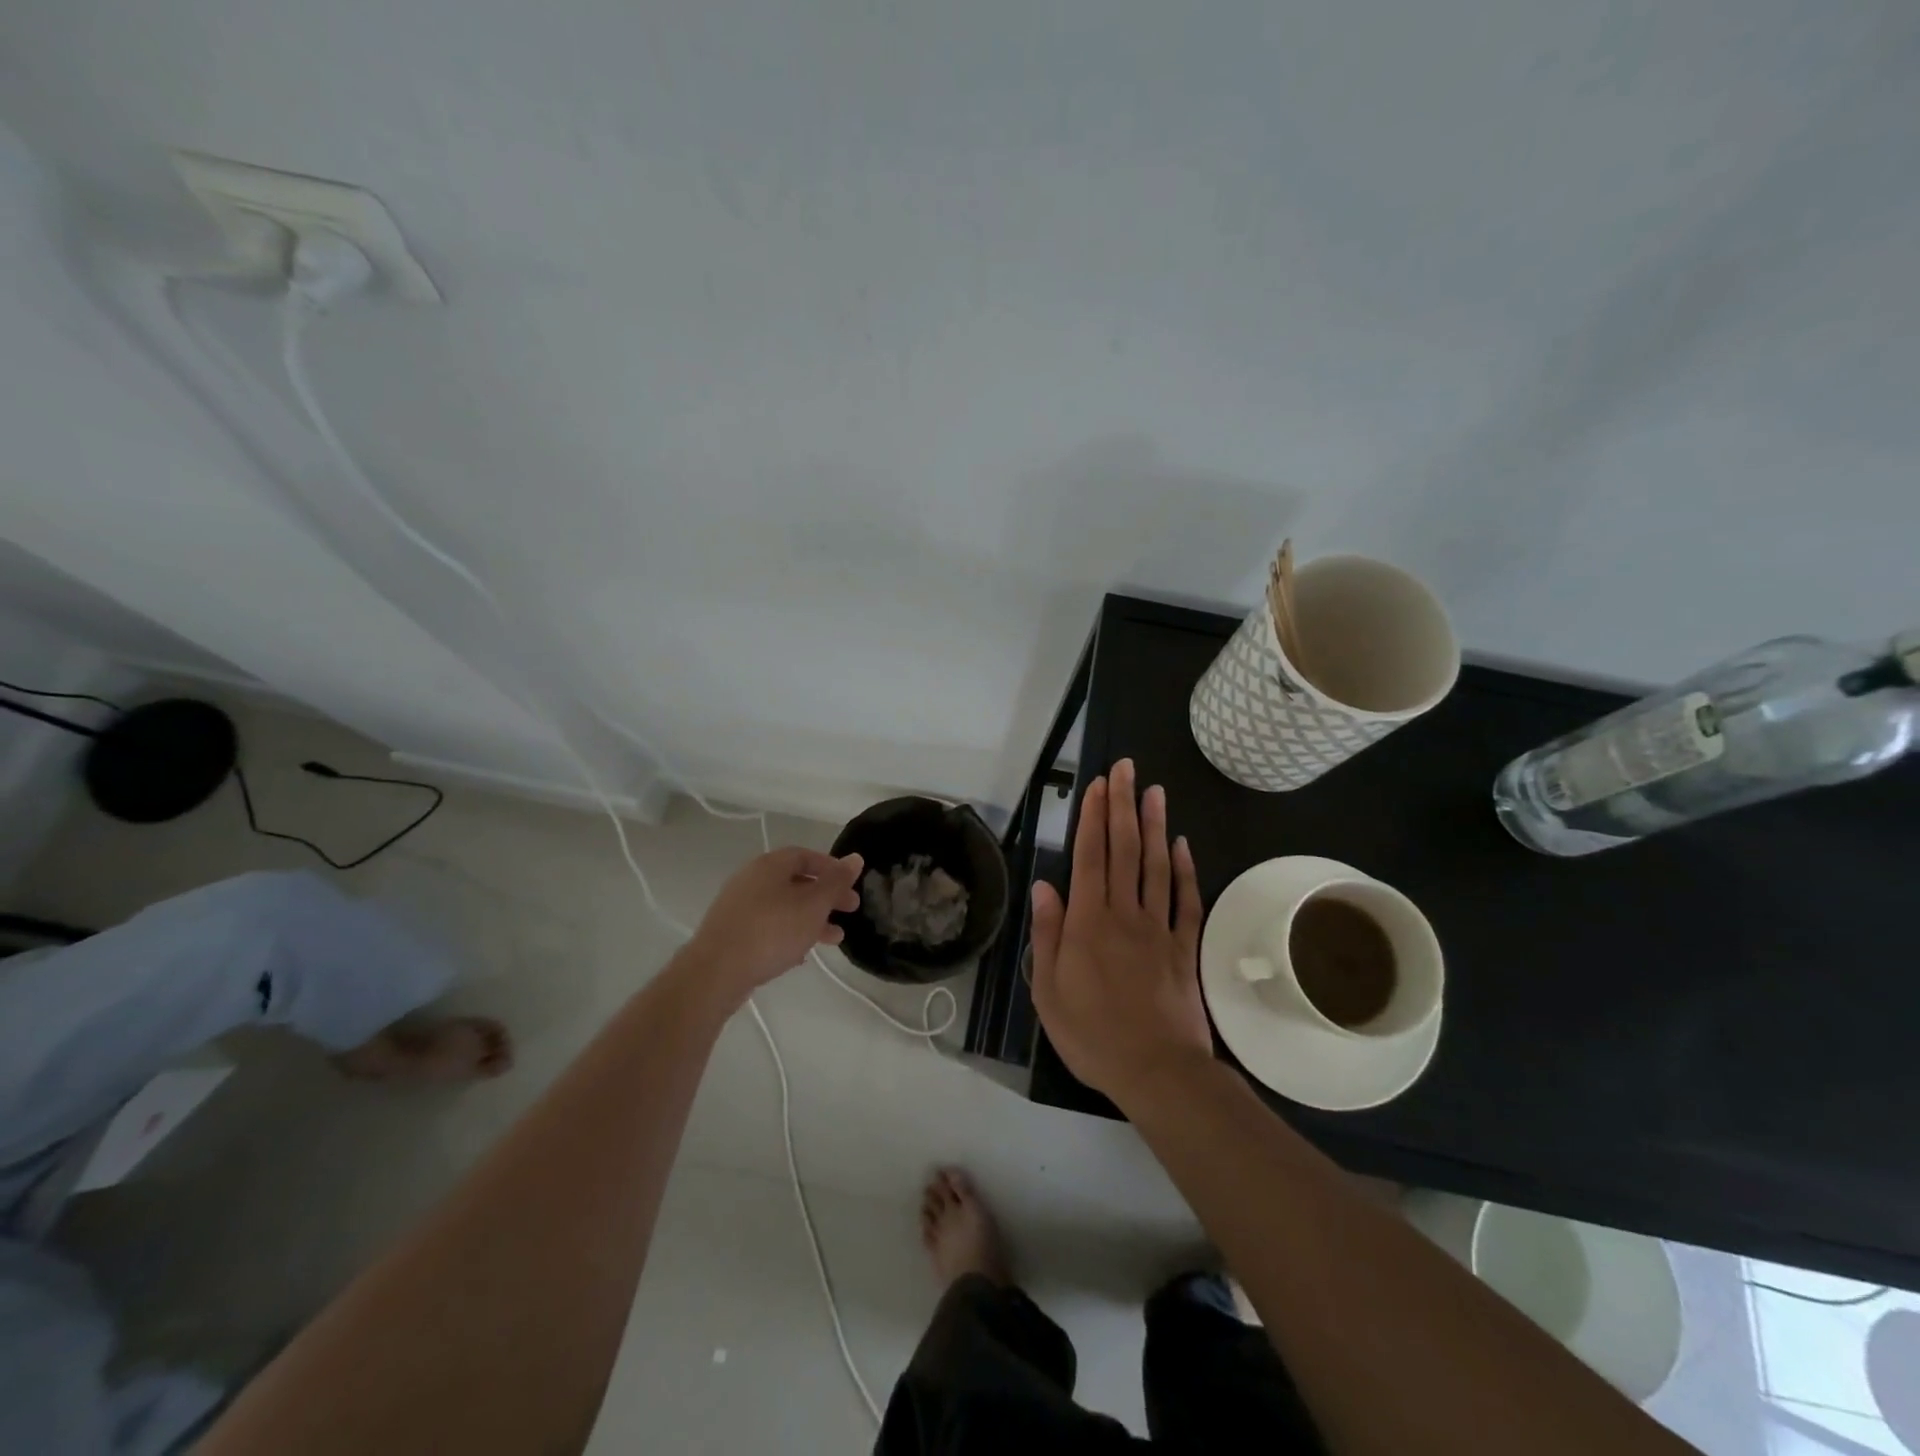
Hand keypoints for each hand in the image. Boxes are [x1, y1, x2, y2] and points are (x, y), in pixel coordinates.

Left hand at [684, 847, 863, 1002]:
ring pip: (784, 906)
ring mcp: (739, 906)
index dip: (832, 868)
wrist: (716, 972)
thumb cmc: (771, 931)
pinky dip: (790, 933)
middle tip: (850, 911)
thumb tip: (855, 858)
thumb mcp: (814, 905)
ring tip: (835, 938)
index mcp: (770, 865)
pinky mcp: (732, 933)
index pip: (806, 855)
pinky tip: (802, 955)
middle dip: (826, 896)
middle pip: (796, 881)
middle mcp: (751, 879)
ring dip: (812, 918)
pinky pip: (769, 926)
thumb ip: (836, 882)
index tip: (850, 885)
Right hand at [1029, 759, 1212, 1106]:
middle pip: (1125, 850)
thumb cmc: (1093, 1035)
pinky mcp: (1185, 947)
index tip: (1097, 785)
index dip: (1093, 818)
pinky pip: (1186, 900)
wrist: (1158, 1071)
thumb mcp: (1049, 991)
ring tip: (1154, 791)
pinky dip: (1186, 870)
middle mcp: (1124, 914)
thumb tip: (1043, 886)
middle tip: (1125, 768)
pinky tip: (1183, 845)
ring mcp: (1159, 928)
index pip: (1090, 858)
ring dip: (1155, 825)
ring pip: (1157, 866)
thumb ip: (1046, 935)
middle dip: (1122, 805)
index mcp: (1088, 923)